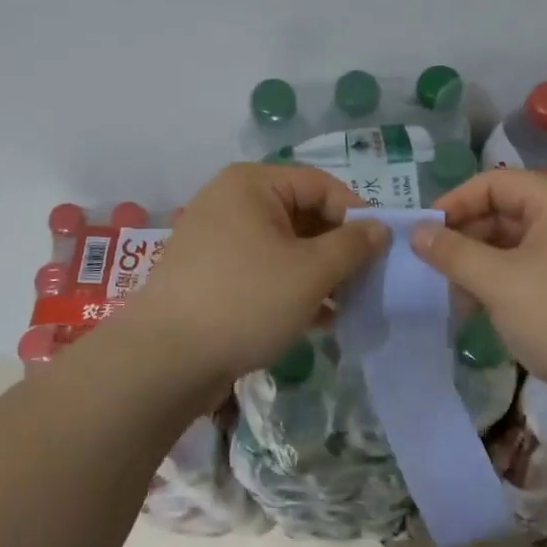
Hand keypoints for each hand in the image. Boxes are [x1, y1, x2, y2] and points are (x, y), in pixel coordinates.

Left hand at [121, 163, 389, 392]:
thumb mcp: (310, 272)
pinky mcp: (211, 275)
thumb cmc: (245, 301)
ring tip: (347, 306)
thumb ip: (352, 245)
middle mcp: (231, 202)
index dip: (357, 214)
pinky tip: (318, 320)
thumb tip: (380, 228)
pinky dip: (292, 288)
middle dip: (338, 250)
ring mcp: (217, 239)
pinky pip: (263, 270)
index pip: (321, 185)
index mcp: (252, 185)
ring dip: (319, 274)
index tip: (382, 251)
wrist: (164, 361)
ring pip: (285, 247)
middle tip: (367, 282)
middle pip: (302, 215)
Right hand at [412, 169, 546, 410]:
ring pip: (514, 248)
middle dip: (465, 239)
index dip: (455, 202)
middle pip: (504, 213)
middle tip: (431, 268)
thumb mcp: (499, 281)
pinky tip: (476, 312)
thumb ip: (453, 253)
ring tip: (452, 297)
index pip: (495, 183)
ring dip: (479, 267)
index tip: (422, 233)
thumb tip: (417, 232)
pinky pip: (528, 275)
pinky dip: (500, 287)